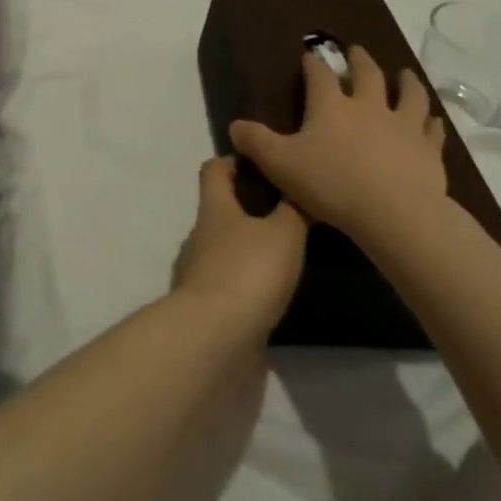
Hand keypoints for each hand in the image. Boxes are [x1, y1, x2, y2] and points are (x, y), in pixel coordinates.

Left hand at [172, 156, 307, 339]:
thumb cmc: (248, 271)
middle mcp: (200, 237)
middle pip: (220, 212)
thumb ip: (294, 209)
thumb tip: (300, 184)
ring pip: (224, 251)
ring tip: (286, 257)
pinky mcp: (206, 310)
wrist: (214, 340)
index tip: (261, 161)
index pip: (214, 170)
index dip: (233, 161)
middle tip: (287, 213)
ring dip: (248, 251)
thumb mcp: (283, 233)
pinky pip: (227, 287)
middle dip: (248, 210)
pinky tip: (271, 295)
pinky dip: (246, 287)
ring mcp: (199, 275)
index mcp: (214, 209)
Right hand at [229, 48, 448, 240]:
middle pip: (367, 74)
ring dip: (406, 81)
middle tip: (356, 50)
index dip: (313, 64)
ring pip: (408, 94)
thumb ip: (257, 143)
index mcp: (331, 106)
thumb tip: (234, 126)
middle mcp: (369, 106)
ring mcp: (403, 125)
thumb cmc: (332, 184)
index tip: (309, 56)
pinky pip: (431, 129)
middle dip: (359, 60)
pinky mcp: (428, 150)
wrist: (394, 213)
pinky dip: (431, 122)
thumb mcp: (281, 164)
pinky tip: (433, 120)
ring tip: (404, 73)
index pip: (319, 76)